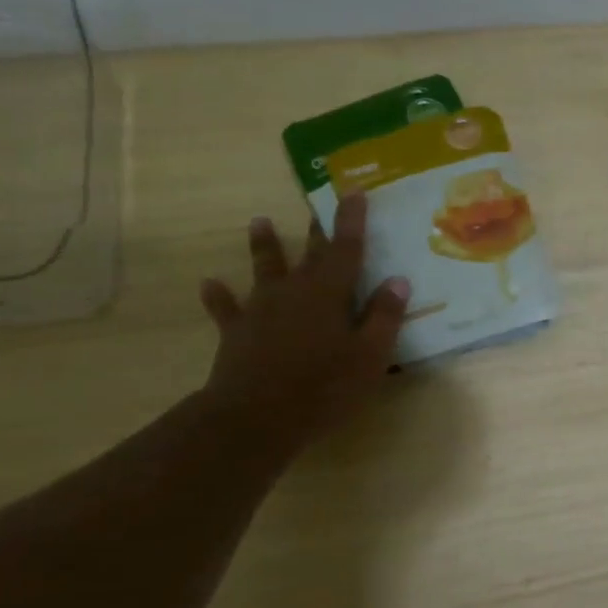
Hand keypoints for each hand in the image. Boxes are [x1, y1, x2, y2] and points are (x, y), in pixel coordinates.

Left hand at [197, 192, 408, 439]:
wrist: (257, 416)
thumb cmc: (325, 386)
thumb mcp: (370, 355)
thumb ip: (384, 316)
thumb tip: (397, 280)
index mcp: (330, 292)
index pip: (347, 248)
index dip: (351, 220)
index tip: (354, 191)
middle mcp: (294, 290)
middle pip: (309, 253)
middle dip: (317, 229)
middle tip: (316, 203)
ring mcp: (261, 309)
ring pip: (264, 269)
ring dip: (264, 246)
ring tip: (260, 221)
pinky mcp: (237, 331)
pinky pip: (226, 308)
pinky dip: (219, 296)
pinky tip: (209, 284)